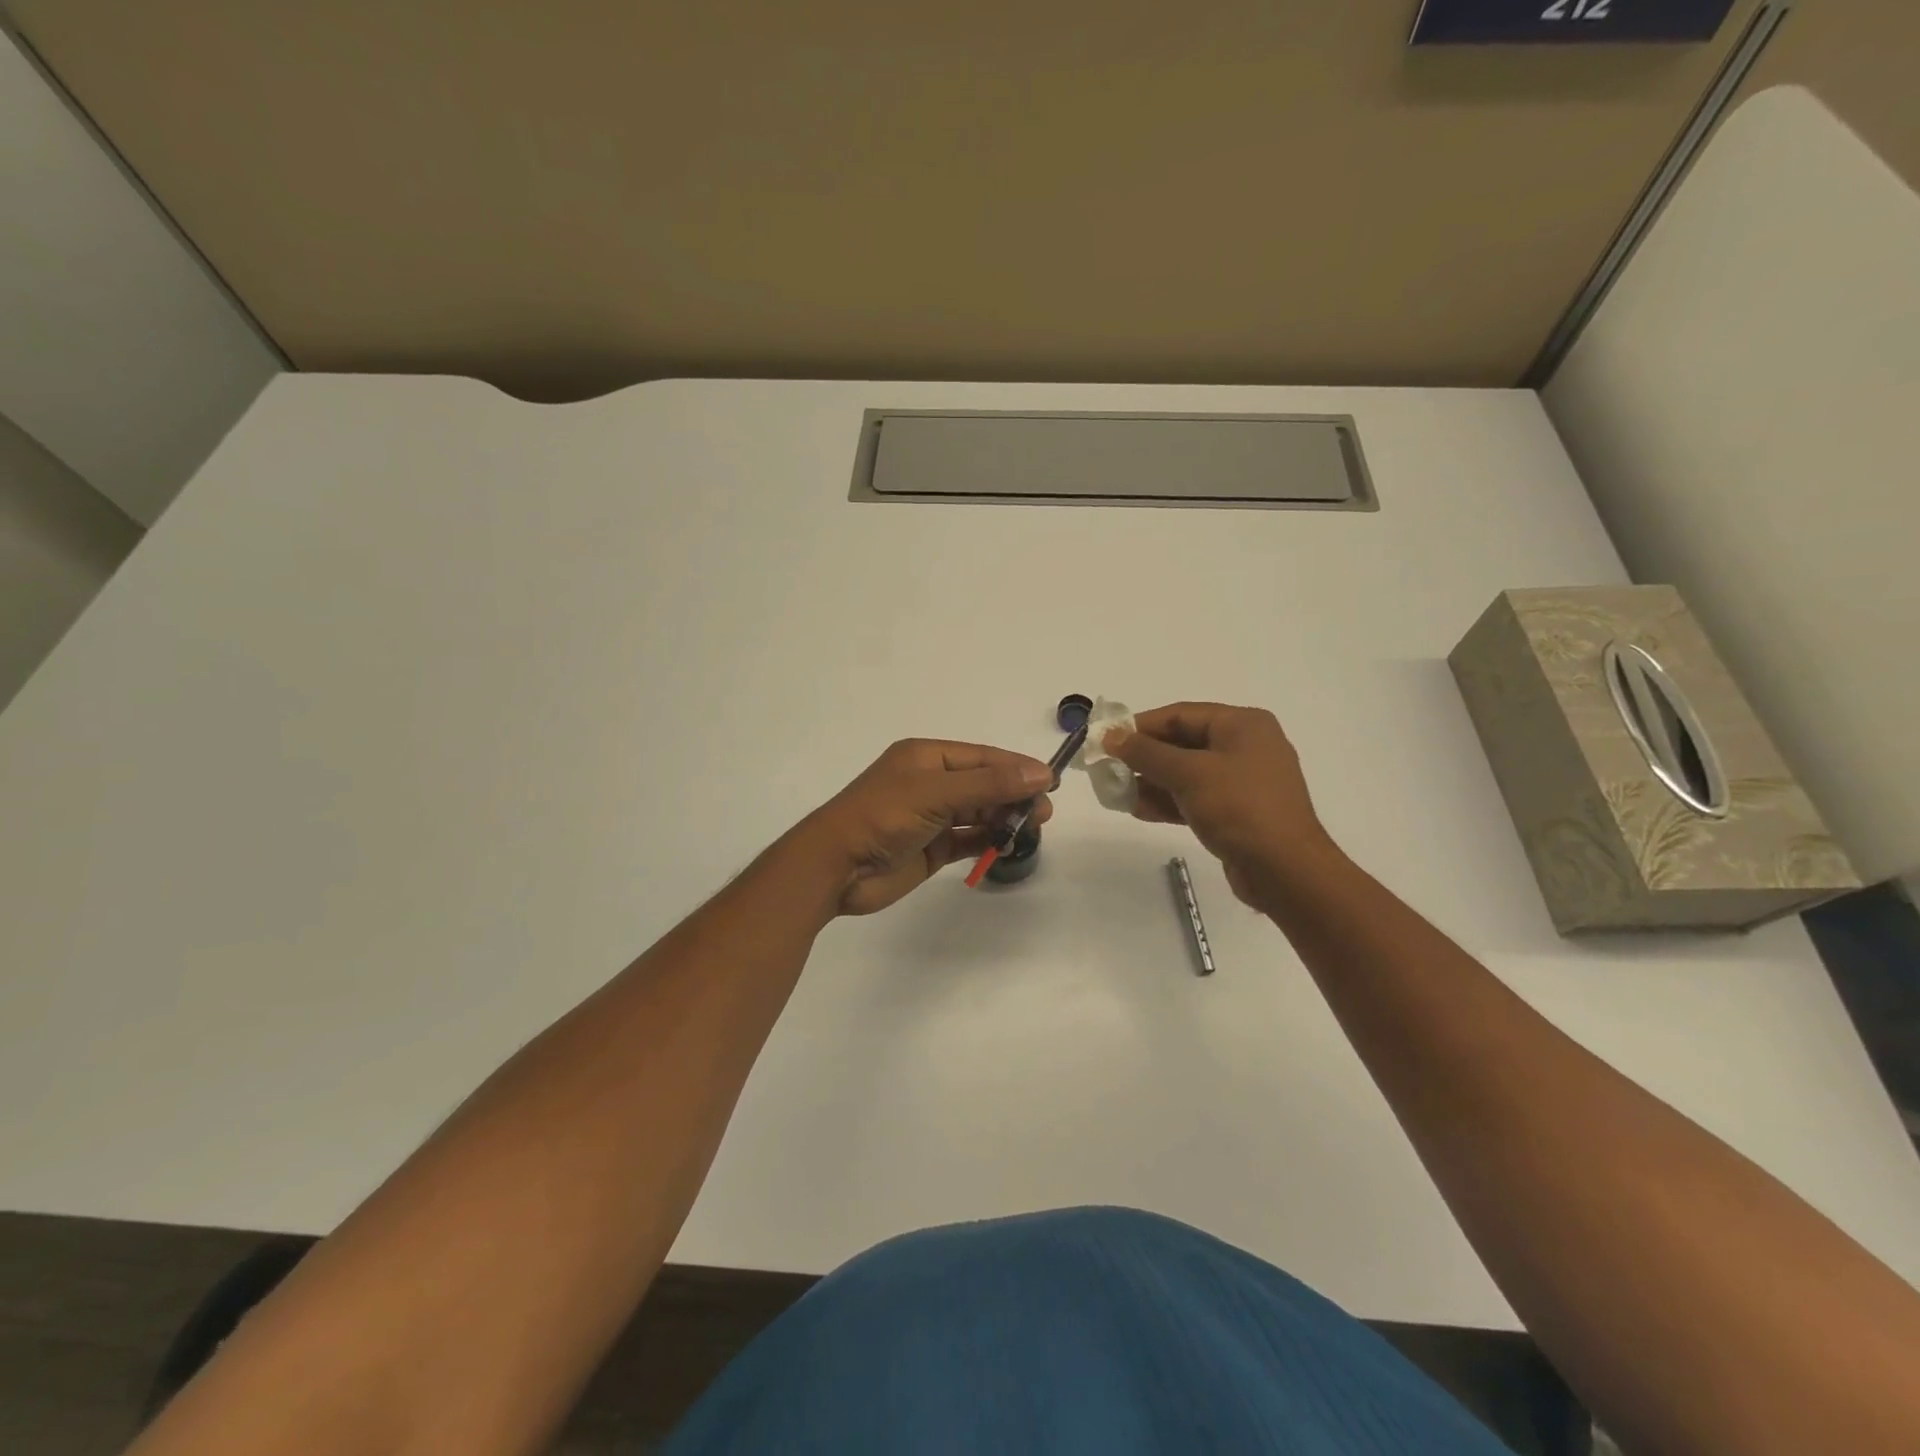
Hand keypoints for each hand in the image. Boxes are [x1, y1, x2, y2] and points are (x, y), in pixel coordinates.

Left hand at [802, 739, 1055, 916]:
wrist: (836, 868)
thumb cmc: (882, 817)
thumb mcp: (936, 793)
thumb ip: (988, 784)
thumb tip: (1040, 774)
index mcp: (927, 758)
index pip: (983, 757)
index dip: (1017, 768)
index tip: (1052, 782)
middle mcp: (931, 783)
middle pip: (984, 784)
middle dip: (1014, 795)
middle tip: (1045, 813)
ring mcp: (931, 817)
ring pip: (979, 813)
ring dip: (1004, 819)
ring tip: (1033, 829)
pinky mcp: (931, 848)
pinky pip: (968, 840)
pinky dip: (988, 842)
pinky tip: (1007, 846)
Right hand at [1103, 703, 1339, 911]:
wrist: (1285, 871)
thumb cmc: (1239, 808)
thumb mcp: (1188, 774)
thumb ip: (1145, 753)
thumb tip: (1111, 736)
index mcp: (1243, 724)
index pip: (1180, 714)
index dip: (1140, 726)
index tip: (1106, 741)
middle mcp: (1246, 746)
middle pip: (1182, 743)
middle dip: (1144, 758)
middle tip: (1109, 770)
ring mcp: (1243, 781)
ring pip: (1186, 773)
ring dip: (1152, 782)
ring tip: (1118, 794)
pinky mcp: (1238, 811)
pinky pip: (1196, 797)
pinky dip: (1169, 801)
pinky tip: (1140, 810)